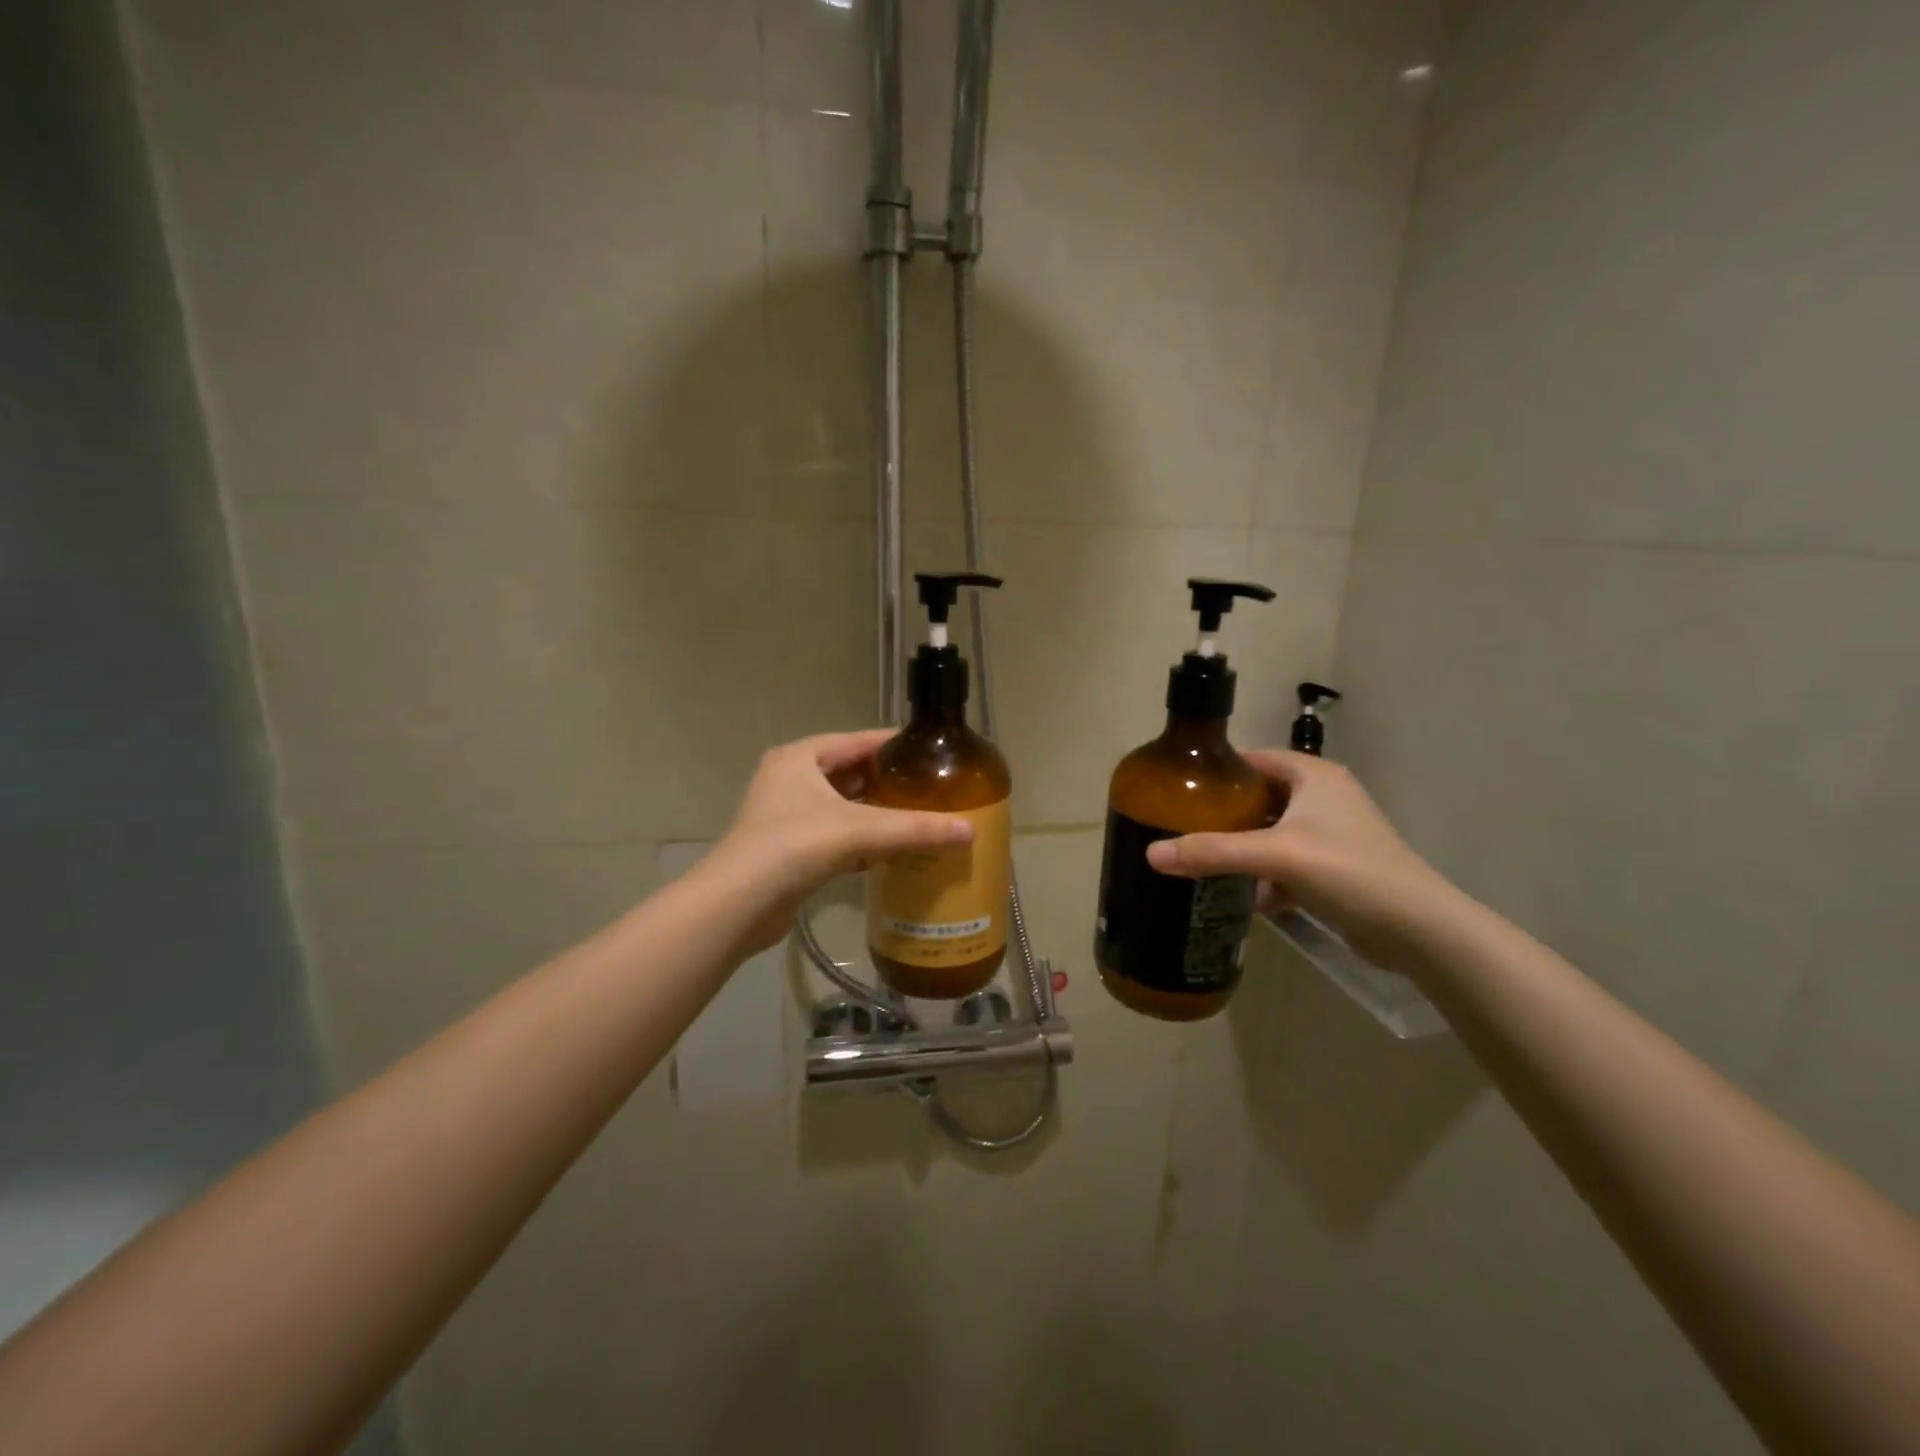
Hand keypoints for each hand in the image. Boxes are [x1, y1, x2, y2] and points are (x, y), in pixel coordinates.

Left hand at [708, 730, 973, 951]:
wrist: (737, 906)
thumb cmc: (793, 847)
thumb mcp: (860, 830)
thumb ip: (915, 828)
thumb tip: (970, 831)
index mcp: (800, 758)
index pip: (857, 741)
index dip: (894, 745)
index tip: (931, 751)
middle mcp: (791, 780)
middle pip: (851, 774)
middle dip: (889, 783)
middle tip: (932, 788)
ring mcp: (787, 817)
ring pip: (844, 808)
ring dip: (877, 815)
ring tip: (920, 818)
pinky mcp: (789, 851)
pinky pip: (836, 837)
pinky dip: (862, 842)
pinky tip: (892, 854)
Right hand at [1146, 750, 1460, 963]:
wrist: (1417, 930)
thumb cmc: (1348, 871)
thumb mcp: (1276, 856)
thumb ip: (1212, 852)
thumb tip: (1150, 855)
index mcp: (1313, 776)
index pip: (1252, 759)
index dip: (1216, 770)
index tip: (1176, 788)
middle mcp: (1322, 798)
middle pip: (1257, 798)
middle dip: (1221, 815)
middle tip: (1179, 826)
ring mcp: (1329, 835)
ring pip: (1268, 833)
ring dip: (1239, 848)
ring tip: (1197, 859)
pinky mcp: (1332, 869)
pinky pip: (1283, 864)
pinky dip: (1261, 877)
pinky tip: (1236, 895)